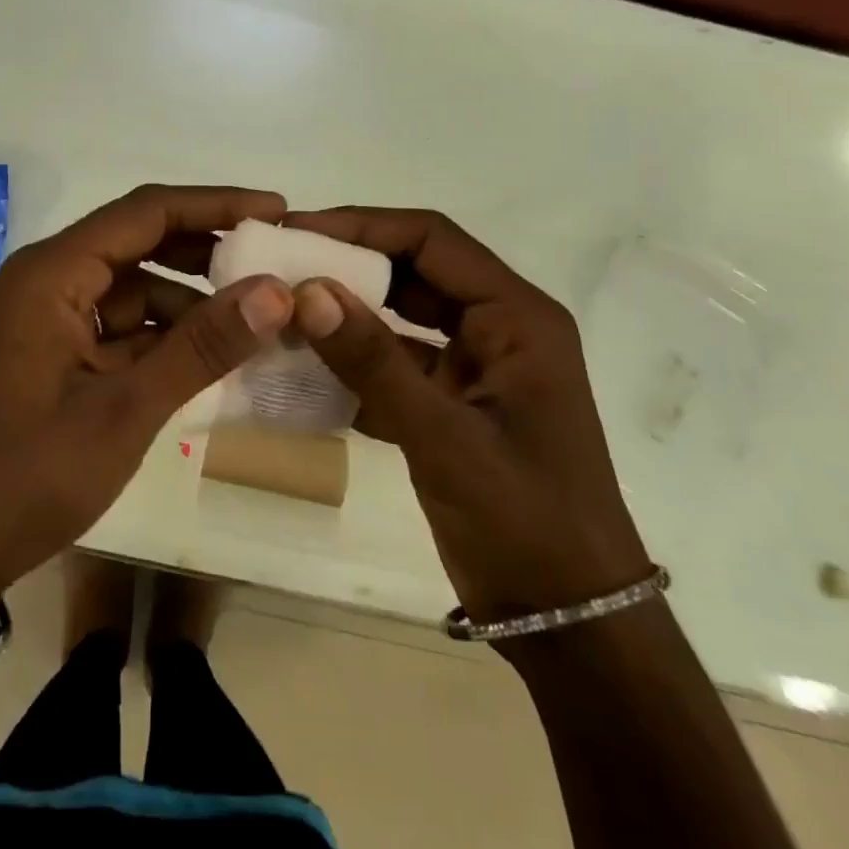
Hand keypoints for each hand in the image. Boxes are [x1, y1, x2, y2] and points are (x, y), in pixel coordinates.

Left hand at [0, 185, 294, 603]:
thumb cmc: (26, 477)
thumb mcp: (124, 411)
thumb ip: (201, 347)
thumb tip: (276, 291)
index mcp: (51, 274)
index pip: (145, 212)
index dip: (214, 205)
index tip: (275, 209)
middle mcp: (46, 280)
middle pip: (138, 242)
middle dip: (205, 251)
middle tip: (272, 261)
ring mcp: (47, 318)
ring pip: (132, 288)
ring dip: (189, 300)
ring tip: (253, 318)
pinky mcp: (52, 353)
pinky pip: (119, 326)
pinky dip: (163, 336)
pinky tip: (209, 355)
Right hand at [286, 207, 649, 619]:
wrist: (571, 622)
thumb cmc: (526, 522)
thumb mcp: (444, 437)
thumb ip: (374, 362)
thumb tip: (306, 291)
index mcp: (516, 317)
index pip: (431, 240)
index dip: (362, 226)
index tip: (296, 230)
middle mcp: (497, 328)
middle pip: (413, 272)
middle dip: (347, 266)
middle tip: (277, 267)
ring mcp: (475, 367)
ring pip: (401, 318)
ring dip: (346, 315)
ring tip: (281, 310)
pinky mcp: (453, 404)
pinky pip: (396, 363)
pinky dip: (353, 363)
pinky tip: (302, 368)